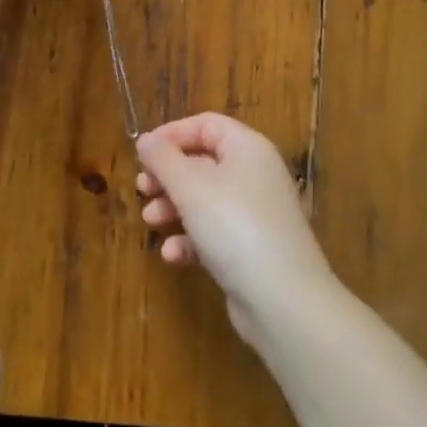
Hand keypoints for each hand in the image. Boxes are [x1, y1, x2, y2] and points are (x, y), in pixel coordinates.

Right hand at [137, 114, 336, 346]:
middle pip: (203, 162)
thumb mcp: (190, 186)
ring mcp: (256, 214)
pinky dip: (191, 239)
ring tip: (150, 221)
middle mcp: (255, 175)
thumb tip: (146, 139)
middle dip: (168, 175)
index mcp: (247, 149)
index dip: (172, 133)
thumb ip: (163, 158)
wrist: (284, 302)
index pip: (207, 125)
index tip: (143, 152)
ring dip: (173, 207)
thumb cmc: (234, 227)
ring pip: (205, 199)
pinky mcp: (252, 249)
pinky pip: (215, 232)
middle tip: (142, 188)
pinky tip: (173, 255)